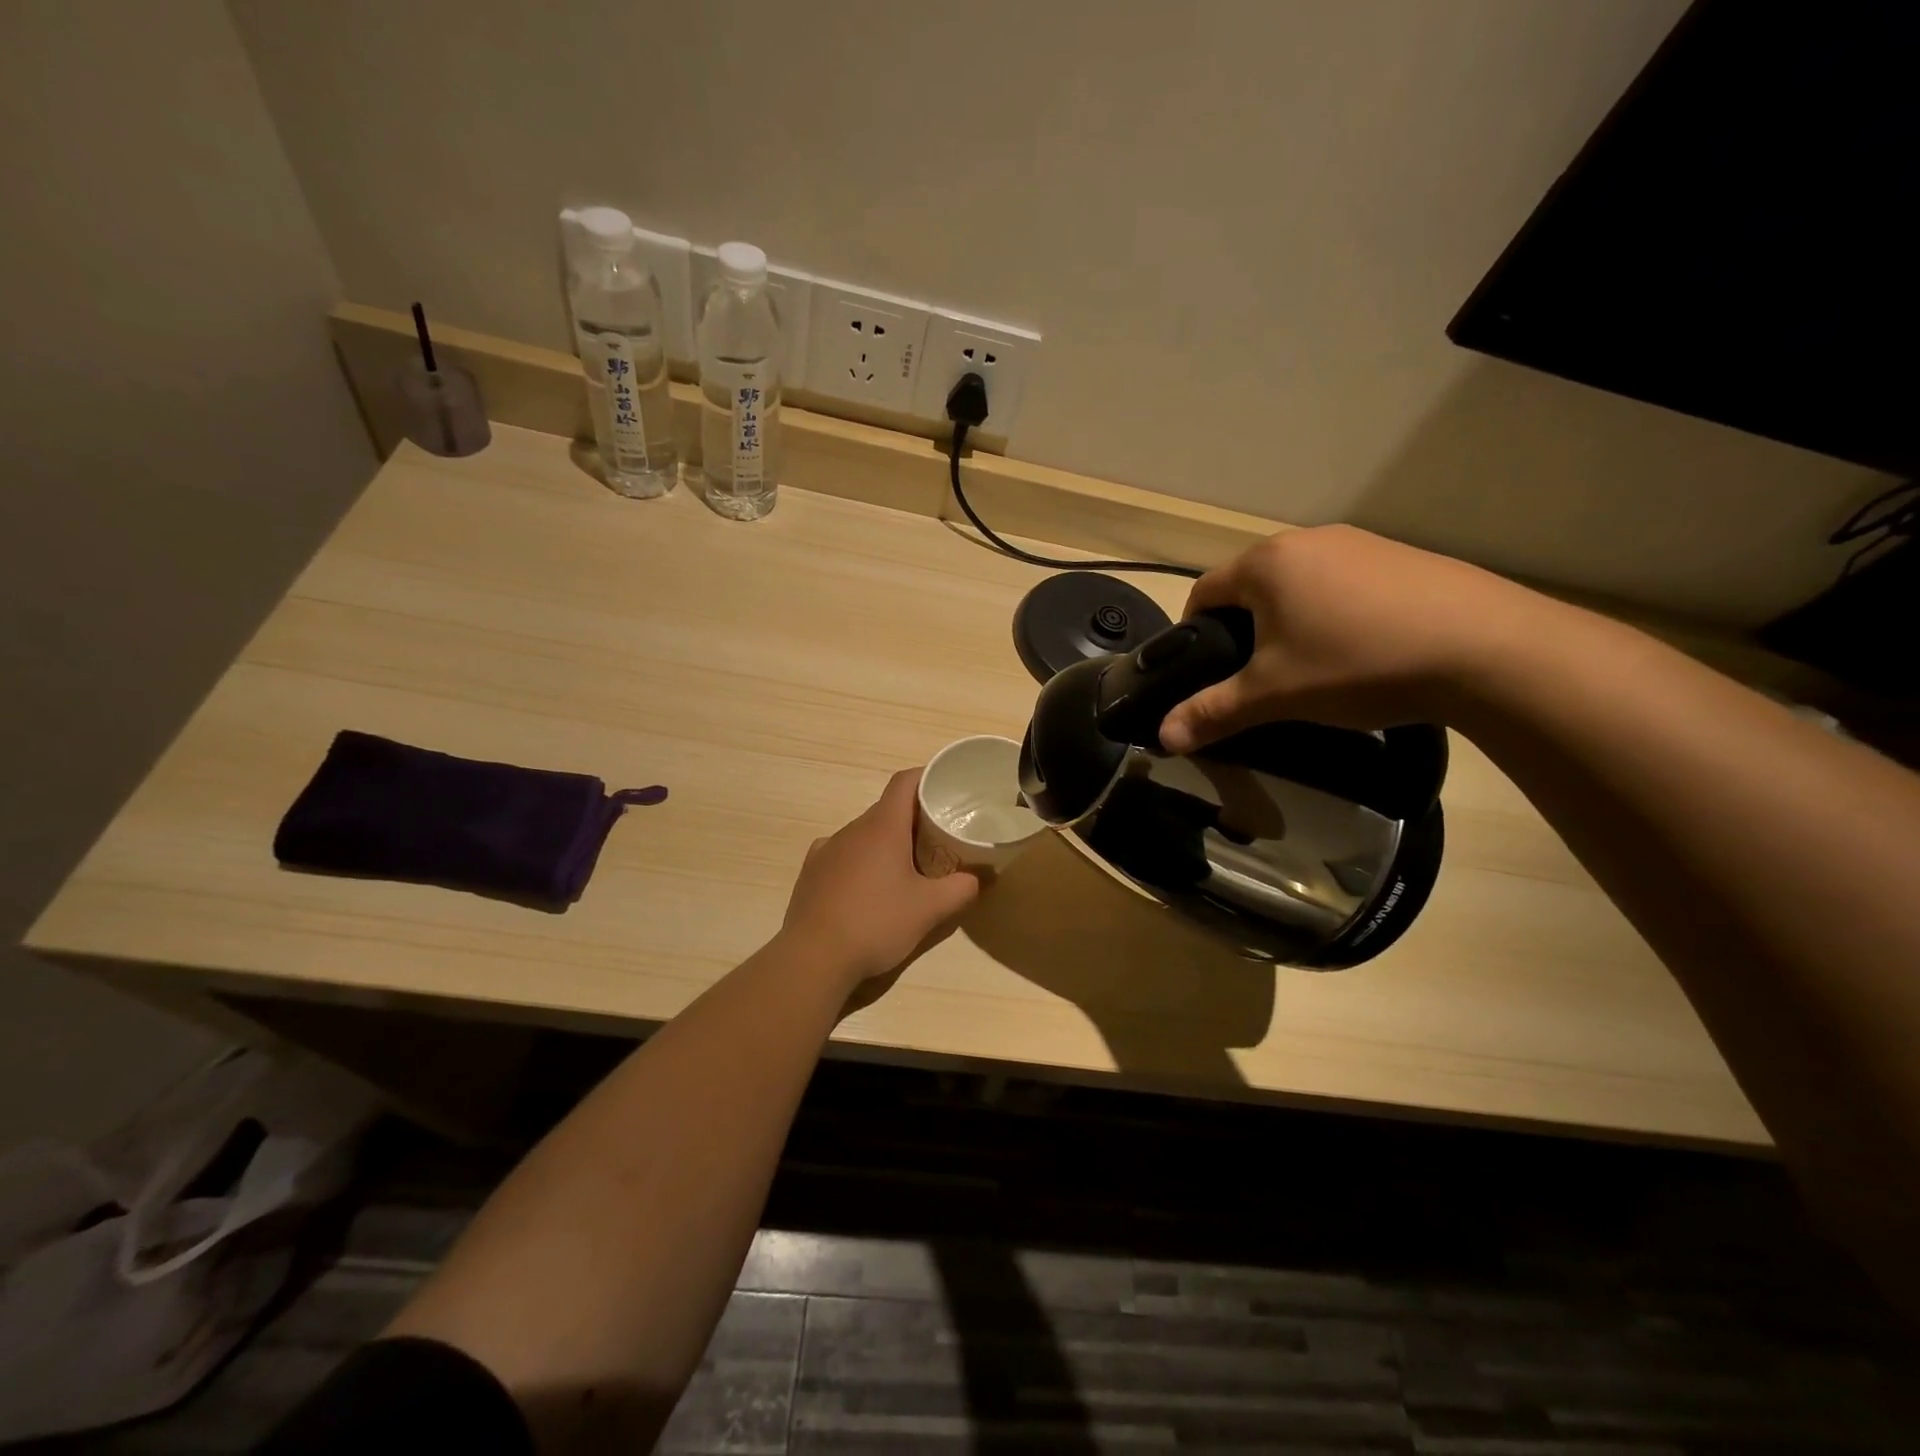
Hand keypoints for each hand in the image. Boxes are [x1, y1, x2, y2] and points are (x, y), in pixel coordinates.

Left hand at [780, 769, 981, 985]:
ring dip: (886, 842)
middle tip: (938, 838)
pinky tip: (867, 887)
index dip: (926, 777)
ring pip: (864, 834)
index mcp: (882, 827)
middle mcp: (852, 829)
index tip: (945, 787)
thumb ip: (961, 889)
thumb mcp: (929, 910)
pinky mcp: (811, 872)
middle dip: (913, 818)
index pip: (904, 782)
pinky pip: (842, 854)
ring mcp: (826, 849)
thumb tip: (980, 878)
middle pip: (886, 809)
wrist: (814, 958)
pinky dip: (860, 861)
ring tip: (906, 869)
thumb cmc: (876, 923)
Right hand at [1158, 525, 1536, 754]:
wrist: (1485, 648)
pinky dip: (1334, 612)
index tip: (1202, 669)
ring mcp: (1359, 543)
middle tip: (1255, 675)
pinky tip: (1361, 649)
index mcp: (1265, 564)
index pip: (1203, 591)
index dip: (1192, 631)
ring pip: (1299, 584)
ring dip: (1289, 619)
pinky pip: (1343, 583)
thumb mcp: (1274, 695)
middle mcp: (1306, 540)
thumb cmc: (1356, 664)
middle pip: (1251, 585)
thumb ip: (1213, 712)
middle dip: (1242, 627)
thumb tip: (1163, 738)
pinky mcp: (1400, 556)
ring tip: (1310, 665)